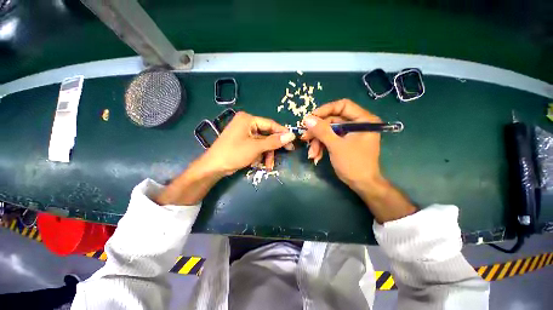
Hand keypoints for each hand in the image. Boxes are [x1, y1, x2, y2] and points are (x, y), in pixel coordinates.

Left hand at [157, 112, 294, 205]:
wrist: (213, 167)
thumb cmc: (234, 153)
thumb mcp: (256, 147)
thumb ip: (274, 141)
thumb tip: (291, 135)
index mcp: (248, 119)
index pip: (270, 124)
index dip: (282, 132)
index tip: (293, 140)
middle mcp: (246, 124)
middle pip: (267, 134)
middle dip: (273, 147)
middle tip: (286, 152)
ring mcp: (244, 133)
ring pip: (262, 142)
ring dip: (267, 154)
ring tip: (268, 165)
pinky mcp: (242, 142)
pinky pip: (256, 146)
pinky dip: (259, 155)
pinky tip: (259, 163)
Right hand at [301, 99, 381, 191]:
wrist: (361, 184)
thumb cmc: (354, 164)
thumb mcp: (336, 146)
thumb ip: (322, 131)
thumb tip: (307, 119)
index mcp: (363, 120)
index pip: (343, 105)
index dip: (325, 110)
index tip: (310, 118)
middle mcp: (357, 124)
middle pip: (332, 120)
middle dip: (317, 132)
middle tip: (304, 138)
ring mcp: (349, 134)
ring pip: (328, 132)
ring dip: (317, 142)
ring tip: (311, 154)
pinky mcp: (343, 142)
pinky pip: (329, 139)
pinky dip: (321, 147)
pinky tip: (316, 156)